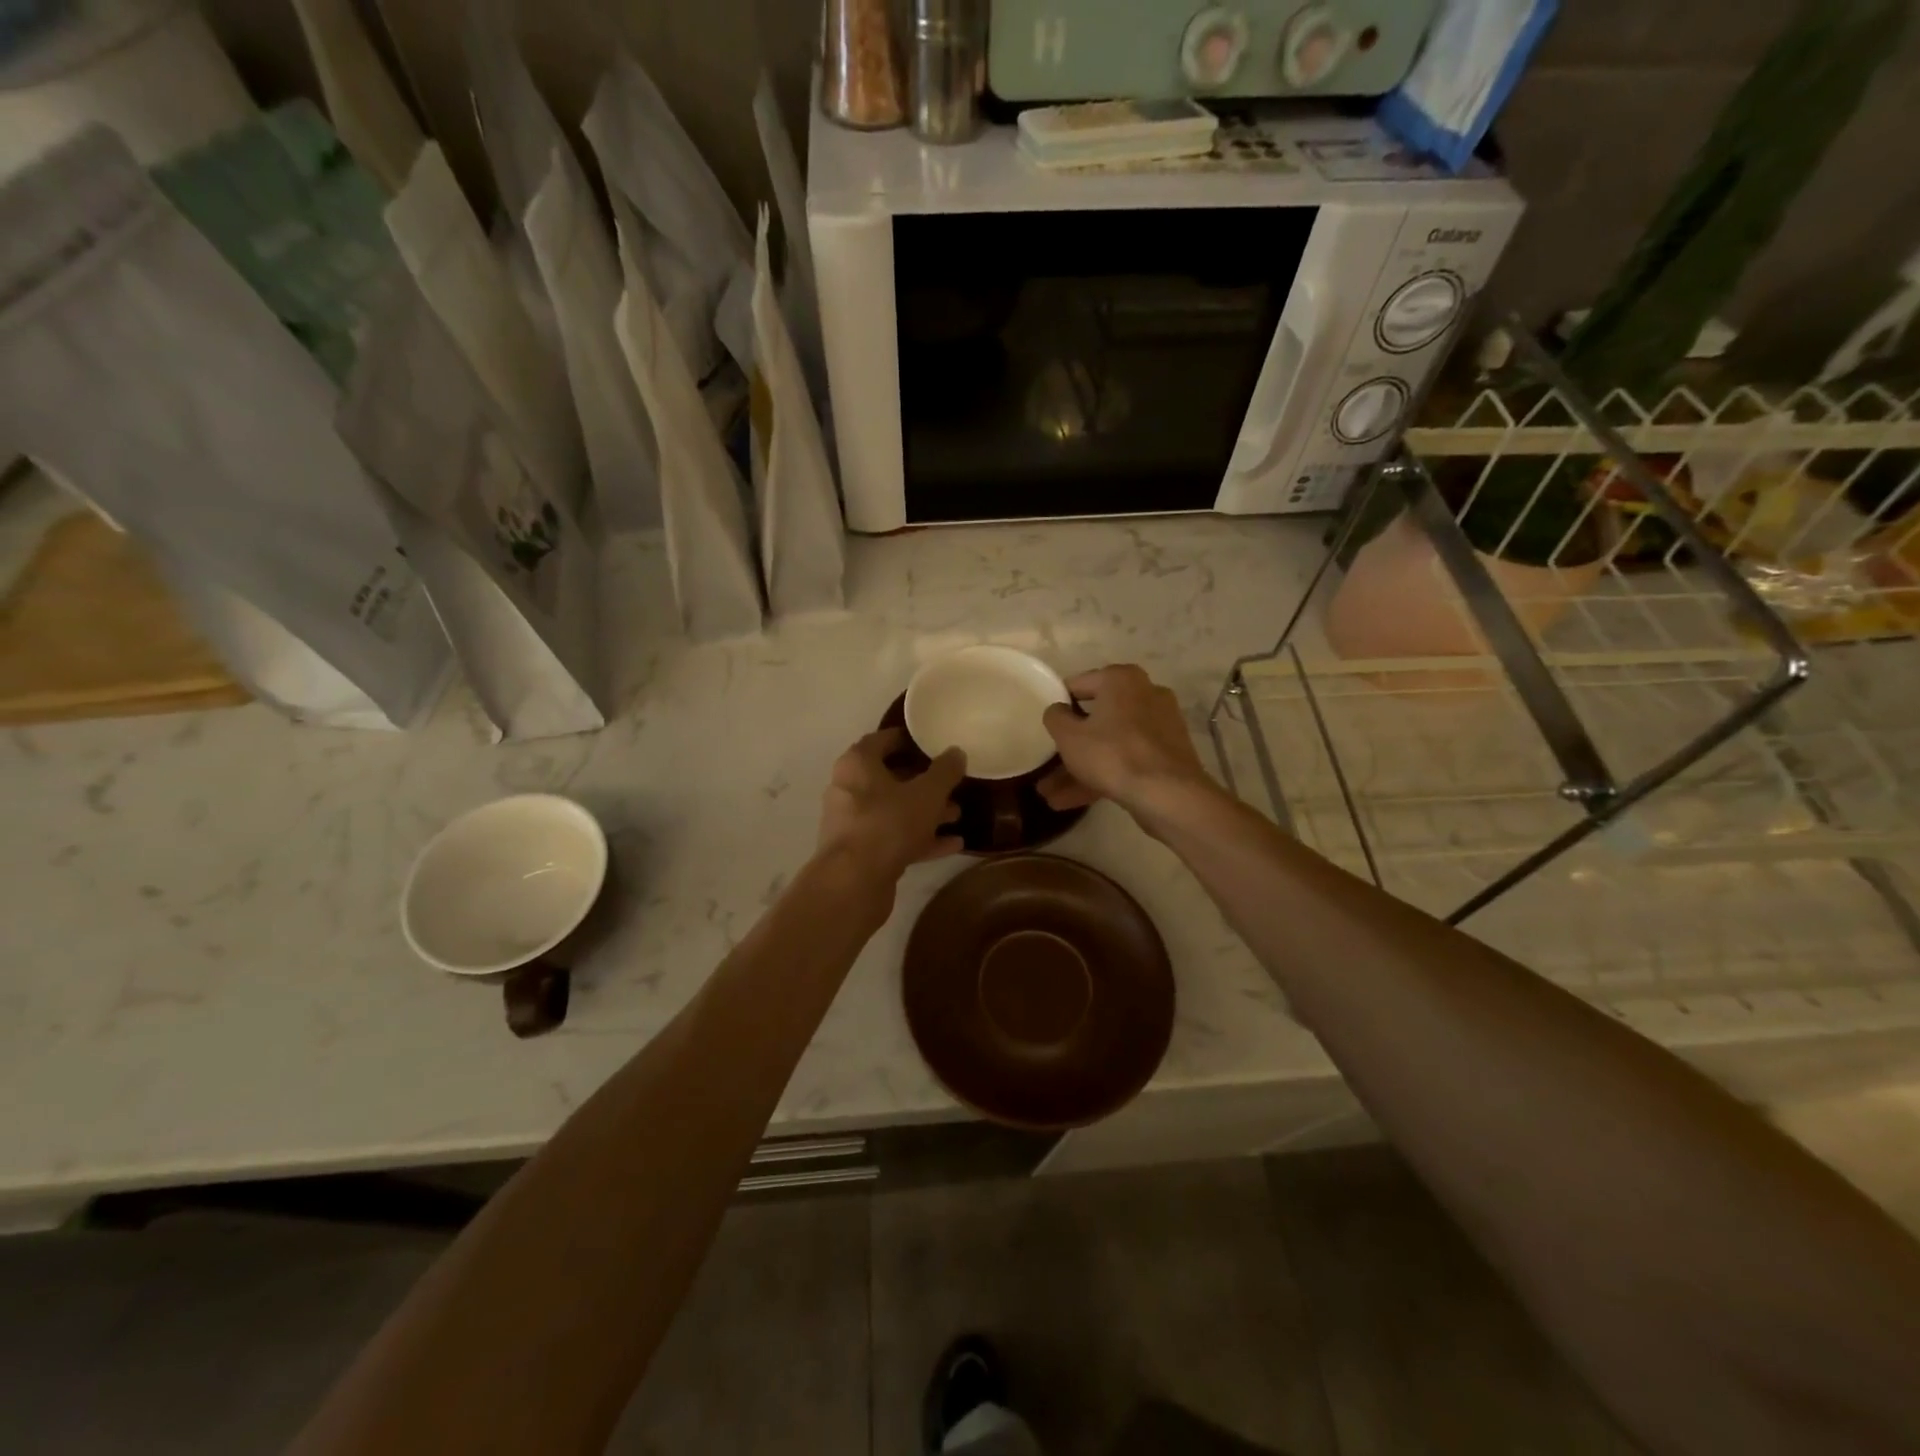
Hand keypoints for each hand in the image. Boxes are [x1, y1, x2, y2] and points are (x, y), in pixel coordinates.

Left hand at [816, 728, 965, 890]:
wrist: (853, 883)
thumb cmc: (888, 823)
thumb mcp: (927, 793)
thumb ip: (945, 771)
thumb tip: (956, 752)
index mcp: (857, 764)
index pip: (883, 740)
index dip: (909, 740)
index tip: (934, 744)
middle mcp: (849, 789)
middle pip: (890, 778)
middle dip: (923, 782)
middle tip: (952, 782)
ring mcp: (852, 823)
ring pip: (894, 811)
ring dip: (925, 813)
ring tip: (957, 814)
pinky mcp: (860, 853)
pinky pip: (894, 838)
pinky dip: (920, 839)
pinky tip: (952, 844)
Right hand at [1039, 664, 1213, 820]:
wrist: (1169, 794)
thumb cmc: (1113, 754)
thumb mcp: (1069, 736)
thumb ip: (1055, 717)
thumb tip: (1058, 710)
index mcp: (1121, 679)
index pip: (1078, 684)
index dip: (1058, 706)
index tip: (1045, 727)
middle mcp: (1145, 693)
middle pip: (1097, 718)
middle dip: (1070, 747)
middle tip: (1047, 765)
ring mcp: (1160, 725)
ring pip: (1110, 744)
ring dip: (1081, 768)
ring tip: (1051, 796)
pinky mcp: (1167, 753)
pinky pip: (1127, 759)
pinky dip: (1103, 775)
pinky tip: (1073, 801)